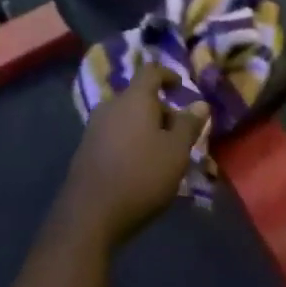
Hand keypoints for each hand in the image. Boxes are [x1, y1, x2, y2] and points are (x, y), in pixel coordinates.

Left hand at [61, 64, 208, 247]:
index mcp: (134, 99)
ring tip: (162, 154)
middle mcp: (110, 106)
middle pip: (139, 97)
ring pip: (126, 118)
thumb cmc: (141, 176)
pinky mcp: (85, 150)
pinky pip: (114, 135)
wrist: (90, 215)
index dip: (168, 75)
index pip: (151, 71)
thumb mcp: (176, 151)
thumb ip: (189, 125)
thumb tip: (200, 104)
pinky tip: (139, 167)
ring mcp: (93, 128)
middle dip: (161, 111)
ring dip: (145, 129)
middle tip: (179, 135)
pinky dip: (130, 142)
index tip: (181, 88)